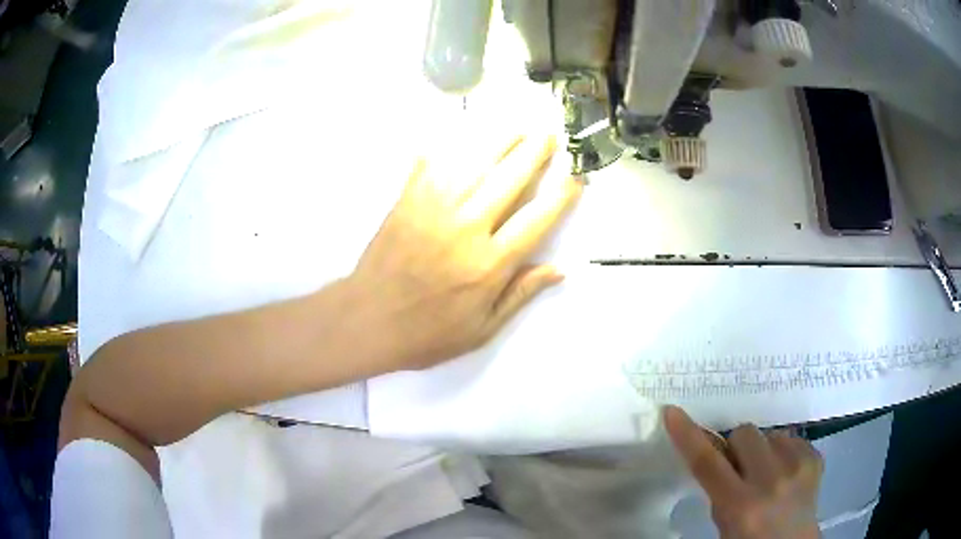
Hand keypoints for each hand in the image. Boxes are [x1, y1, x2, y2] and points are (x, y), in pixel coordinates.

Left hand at [351, 132, 581, 370]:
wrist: (367, 322)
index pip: (535, 220)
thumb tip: (559, 269)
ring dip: (498, 143)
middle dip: (533, 154)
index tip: (574, 177)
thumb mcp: (482, 329)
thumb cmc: (428, 333)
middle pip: (508, 180)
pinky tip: (457, 137)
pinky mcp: (406, 203)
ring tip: (515, 129)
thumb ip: (520, 295)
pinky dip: (445, 150)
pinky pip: (430, 167)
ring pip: (473, 165)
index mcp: (489, 263)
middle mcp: (466, 228)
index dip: (559, 196)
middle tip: (548, 135)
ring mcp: (433, 210)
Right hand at [665, 406, 823, 538]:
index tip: (673, 412)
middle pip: (744, 432)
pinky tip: (785, 474)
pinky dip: (782, 452)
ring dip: (762, 449)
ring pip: (769, 433)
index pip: (707, 463)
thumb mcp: (725, 521)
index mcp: (741, 505)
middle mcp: (771, 481)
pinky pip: (790, 438)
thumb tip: (718, 453)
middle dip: (737, 447)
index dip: (688, 436)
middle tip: (740, 469)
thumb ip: (719, 488)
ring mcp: (798, 466)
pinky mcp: (815, 458)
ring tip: (767, 474)